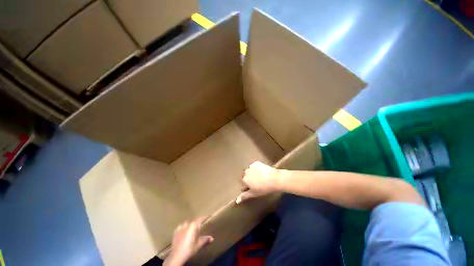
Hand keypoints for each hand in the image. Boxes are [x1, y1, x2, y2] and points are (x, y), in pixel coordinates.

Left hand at [164, 217, 213, 265]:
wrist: (177, 256)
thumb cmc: (189, 249)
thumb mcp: (198, 244)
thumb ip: (205, 239)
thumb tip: (212, 238)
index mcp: (194, 225)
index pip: (201, 218)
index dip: (205, 217)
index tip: (208, 215)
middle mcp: (187, 224)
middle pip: (194, 221)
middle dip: (197, 223)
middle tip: (200, 227)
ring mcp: (180, 227)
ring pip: (187, 224)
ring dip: (190, 226)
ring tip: (192, 230)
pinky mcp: (175, 232)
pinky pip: (181, 227)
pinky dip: (183, 228)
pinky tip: (184, 232)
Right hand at [236, 161, 278, 203]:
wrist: (275, 179)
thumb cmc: (264, 188)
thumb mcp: (254, 193)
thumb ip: (244, 196)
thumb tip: (236, 201)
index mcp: (244, 179)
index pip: (243, 183)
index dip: (248, 186)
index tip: (253, 188)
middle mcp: (246, 171)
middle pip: (246, 176)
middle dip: (249, 179)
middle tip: (257, 182)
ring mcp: (251, 166)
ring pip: (250, 170)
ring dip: (252, 173)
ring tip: (260, 177)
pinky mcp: (256, 162)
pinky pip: (254, 166)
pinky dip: (256, 168)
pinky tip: (262, 172)